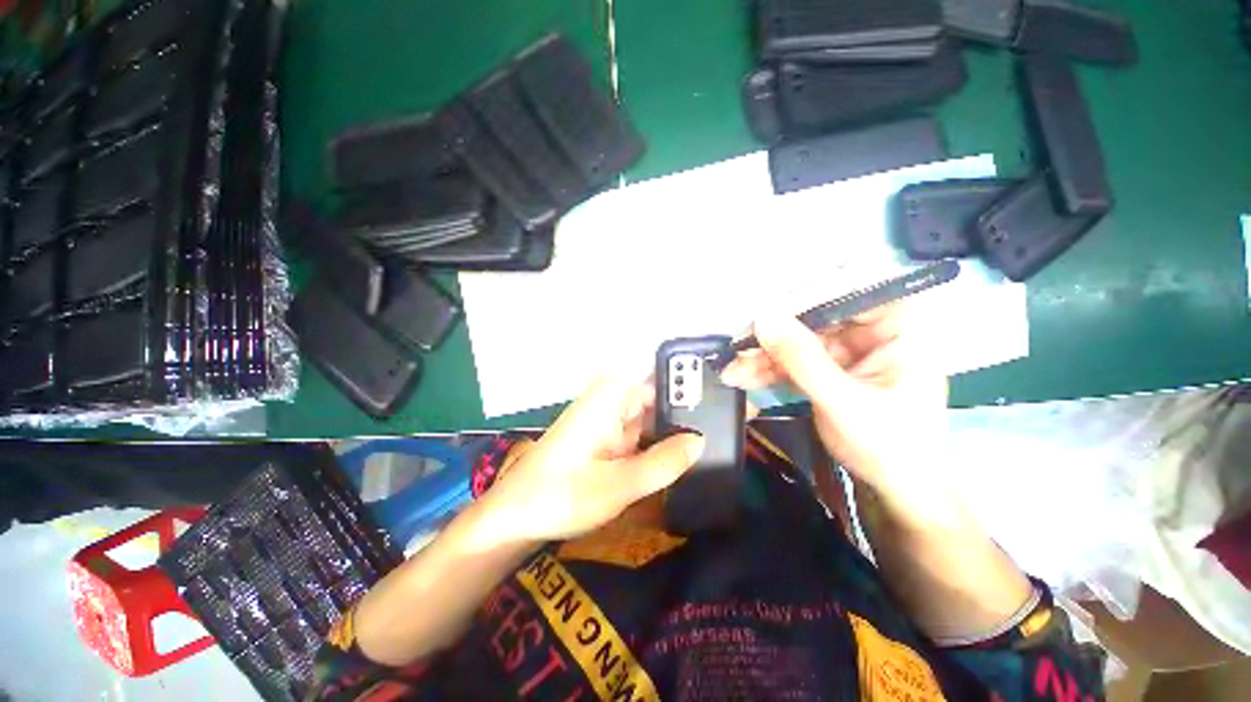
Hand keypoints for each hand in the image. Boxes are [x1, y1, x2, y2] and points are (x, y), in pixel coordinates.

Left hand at [479, 377, 705, 543]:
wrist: (514, 518)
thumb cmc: (560, 496)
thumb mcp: (617, 485)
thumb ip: (661, 463)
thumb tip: (700, 441)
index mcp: (609, 397)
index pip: (654, 371)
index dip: (685, 372)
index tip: (718, 382)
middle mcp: (611, 401)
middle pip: (656, 393)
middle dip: (687, 404)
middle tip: (728, 415)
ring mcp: (609, 420)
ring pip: (650, 415)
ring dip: (675, 424)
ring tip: (718, 431)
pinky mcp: (607, 439)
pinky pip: (641, 433)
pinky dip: (660, 441)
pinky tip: (686, 450)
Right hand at [720, 304, 948, 511]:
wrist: (897, 489)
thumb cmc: (890, 447)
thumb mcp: (843, 401)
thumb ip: (801, 358)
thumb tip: (762, 317)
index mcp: (898, 325)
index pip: (846, 291)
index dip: (800, 299)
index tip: (761, 315)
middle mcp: (872, 328)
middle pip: (811, 317)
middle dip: (771, 337)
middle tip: (736, 348)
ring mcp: (848, 348)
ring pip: (795, 340)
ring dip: (762, 356)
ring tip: (731, 371)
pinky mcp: (829, 366)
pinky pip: (793, 360)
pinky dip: (767, 369)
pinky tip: (742, 377)